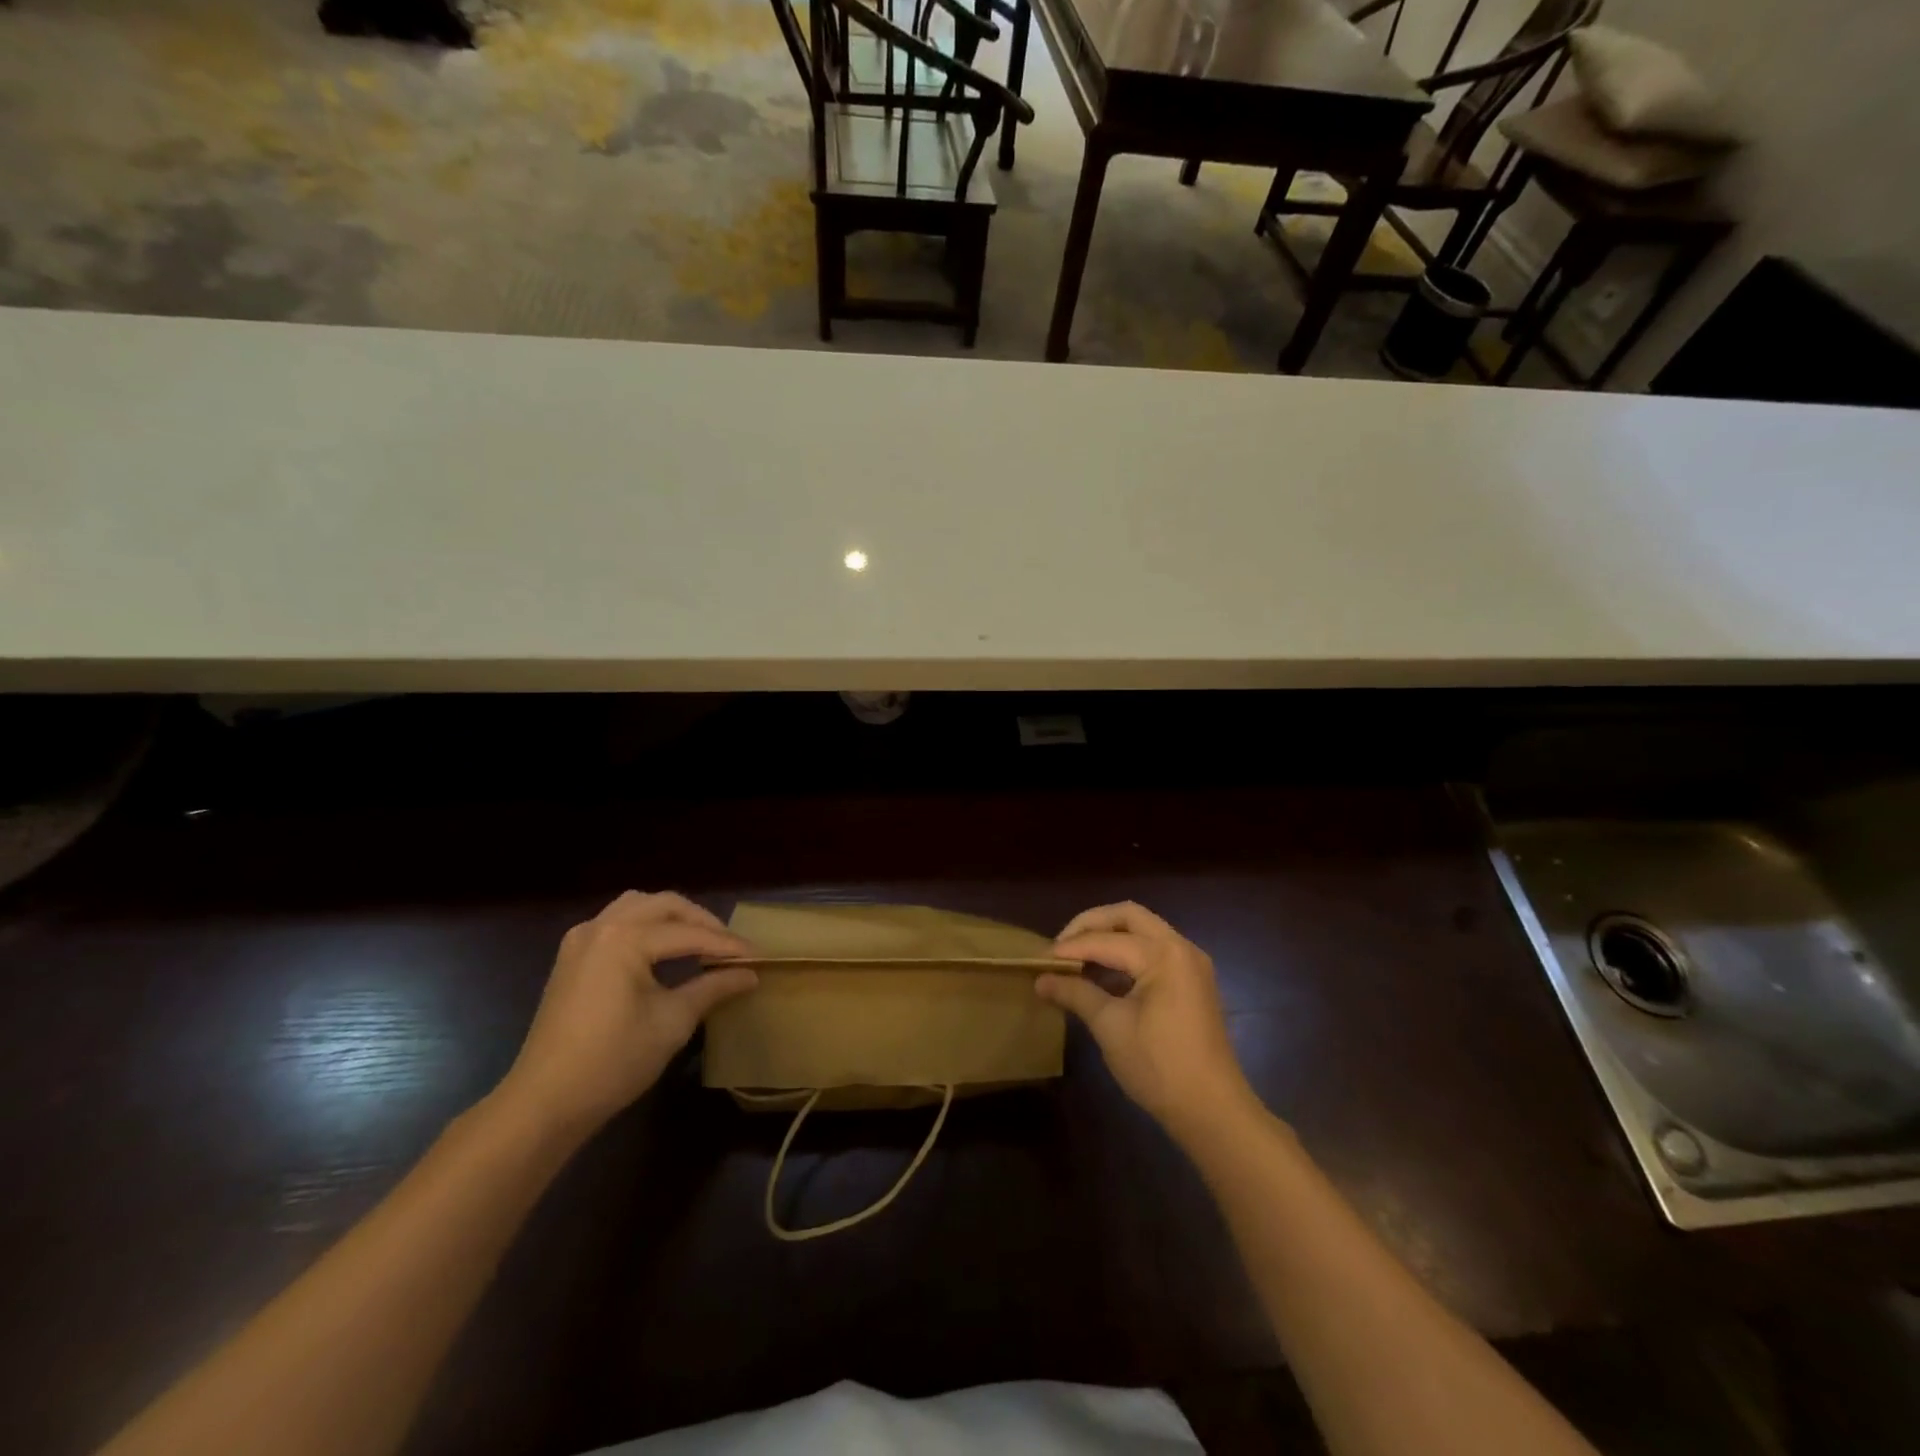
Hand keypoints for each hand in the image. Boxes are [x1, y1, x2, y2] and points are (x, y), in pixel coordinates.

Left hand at [498, 891, 756, 1132]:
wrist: (544, 1103)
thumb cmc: (613, 1061)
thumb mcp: (673, 1022)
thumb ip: (713, 988)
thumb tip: (749, 974)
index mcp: (625, 938)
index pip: (688, 933)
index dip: (726, 945)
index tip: (757, 956)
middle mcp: (601, 926)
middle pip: (663, 905)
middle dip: (701, 922)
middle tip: (729, 946)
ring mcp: (581, 940)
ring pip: (637, 906)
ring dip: (671, 917)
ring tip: (698, 942)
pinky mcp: (571, 958)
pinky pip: (616, 923)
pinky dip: (645, 926)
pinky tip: (661, 951)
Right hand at [1037, 901, 1258, 1138]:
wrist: (1213, 1111)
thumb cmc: (1159, 1067)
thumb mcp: (1110, 1027)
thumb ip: (1075, 993)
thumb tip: (1040, 980)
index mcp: (1163, 954)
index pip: (1105, 939)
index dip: (1070, 948)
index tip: (1039, 959)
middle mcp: (1181, 947)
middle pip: (1128, 916)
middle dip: (1091, 925)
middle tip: (1062, 946)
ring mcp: (1191, 963)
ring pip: (1143, 930)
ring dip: (1110, 937)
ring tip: (1077, 959)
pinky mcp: (1193, 981)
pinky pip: (1155, 950)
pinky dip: (1127, 953)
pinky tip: (1103, 975)